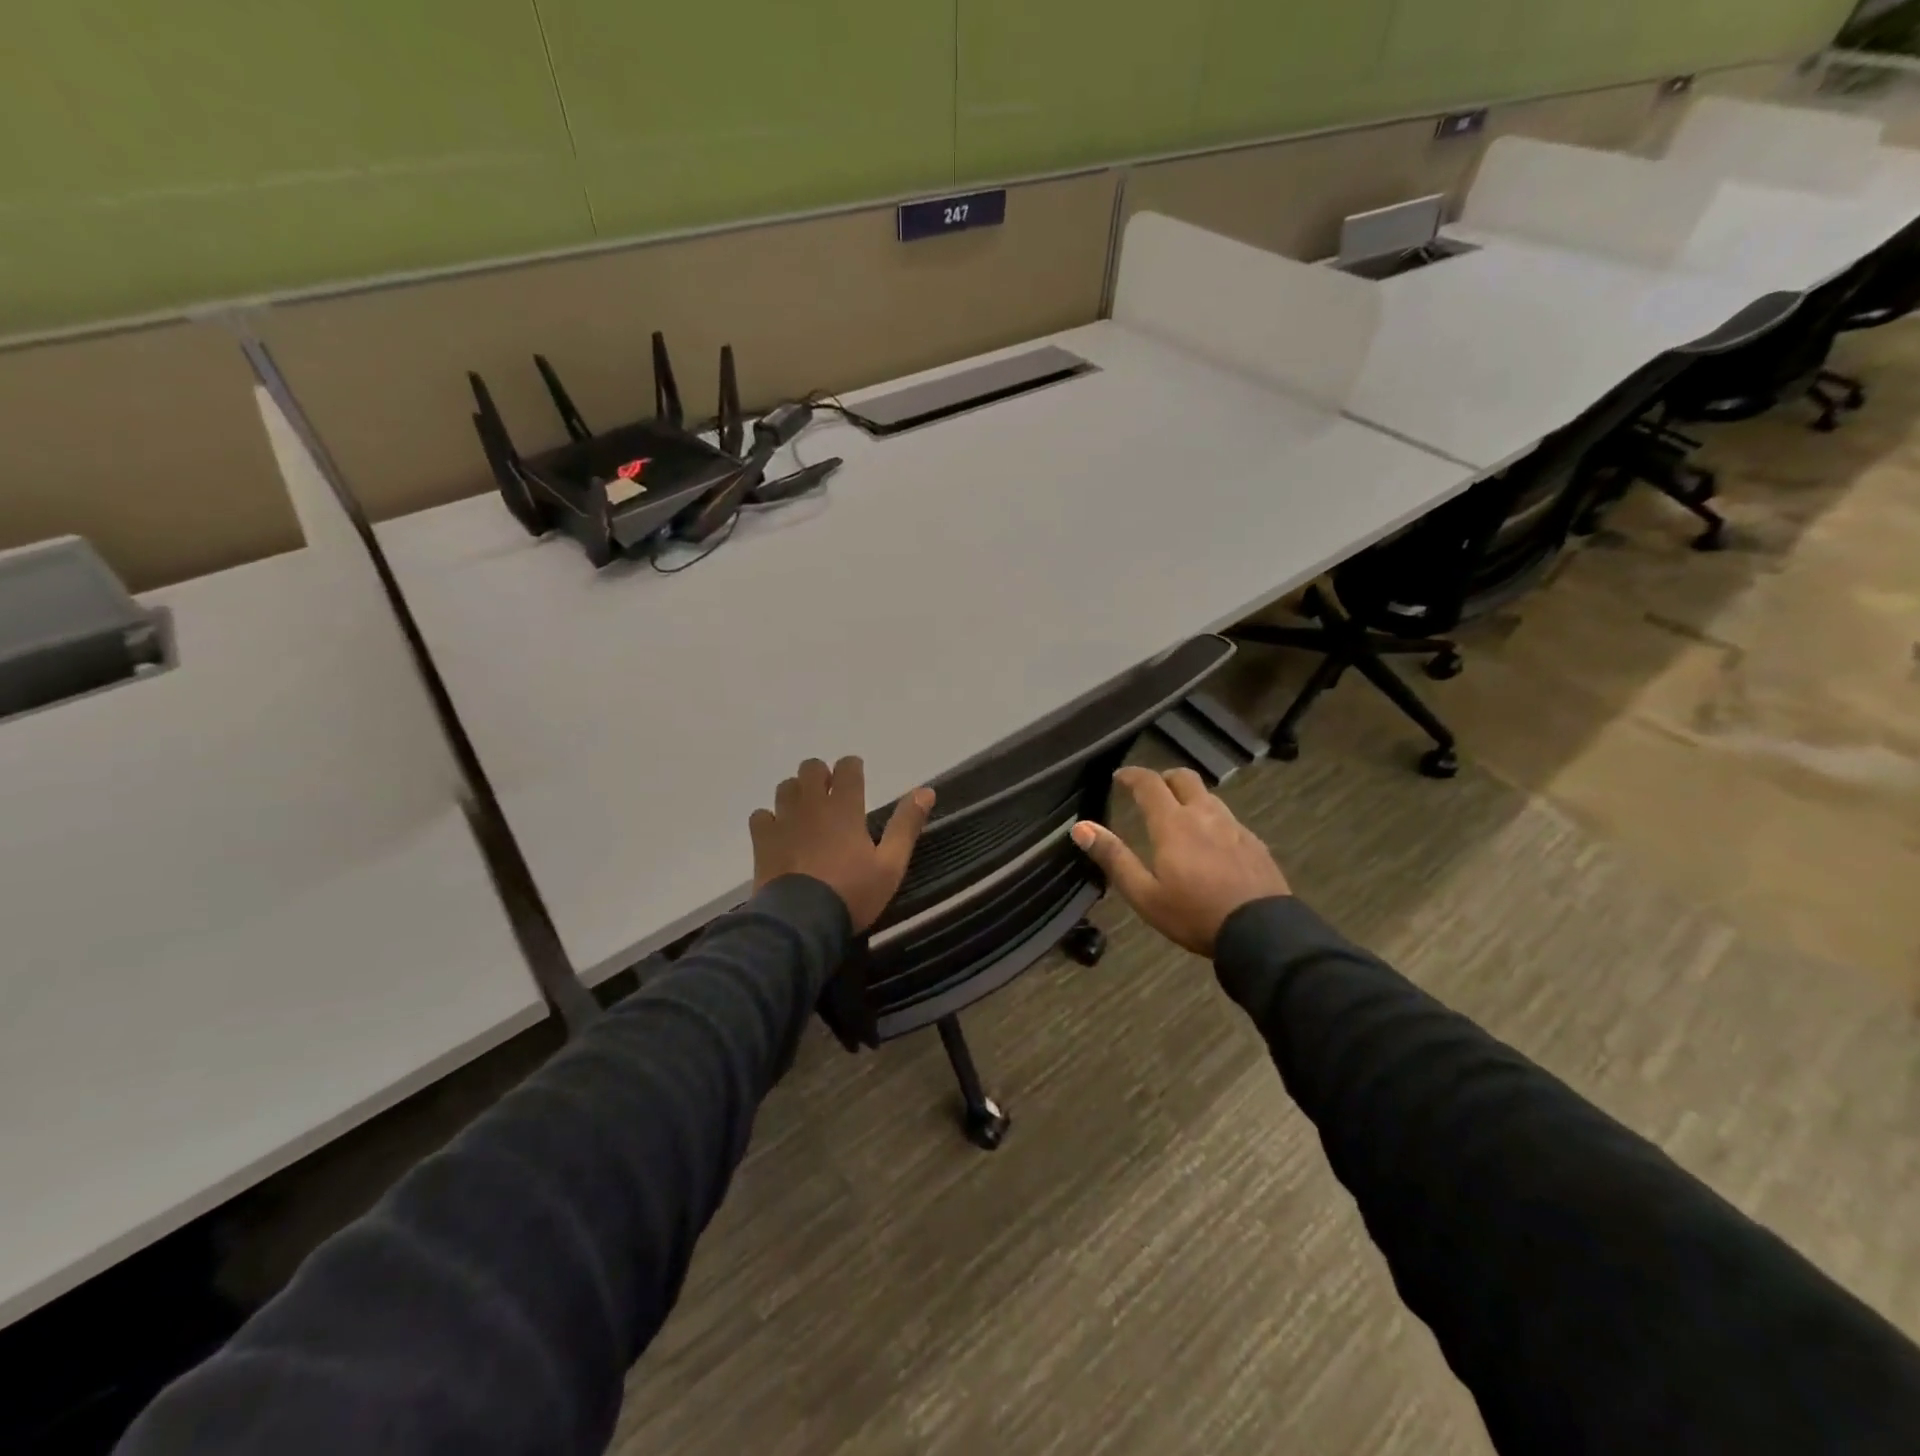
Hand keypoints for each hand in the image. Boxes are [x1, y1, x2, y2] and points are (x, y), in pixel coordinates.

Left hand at [749, 757, 934, 932]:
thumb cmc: (852, 893)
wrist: (801, 922)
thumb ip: (906, 825)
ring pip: (785, 787)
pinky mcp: (762, 840)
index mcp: (845, 807)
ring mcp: (783, 820)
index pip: (847, 767)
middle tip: (831, 796)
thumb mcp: (891, 864)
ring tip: (806, 814)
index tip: (857, 777)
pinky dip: (770, 819)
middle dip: (821, 775)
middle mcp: (812, 805)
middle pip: (810, 768)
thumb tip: (926, 790)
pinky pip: (761, 815)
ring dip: (797, 793)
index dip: (852, 767)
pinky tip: (780, 834)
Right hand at [1070, 767, 1289, 956]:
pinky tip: (1210, 843)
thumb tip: (1081, 827)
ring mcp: (1234, 826)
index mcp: (1173, 824)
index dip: (1132, 775)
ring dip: (1189, 797)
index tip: (1120, 776)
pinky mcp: (1255, 842)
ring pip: (1208, 796)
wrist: (1262, 932)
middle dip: (1164, 778)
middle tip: (1151, 792)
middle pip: (1184, 778)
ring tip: (1179, 817)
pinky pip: (1228, 818)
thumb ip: (1113, 857)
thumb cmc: (1194, 914)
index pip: (1149, 783)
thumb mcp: (1144, 894)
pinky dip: (1211, 819)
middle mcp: (1204, 815)